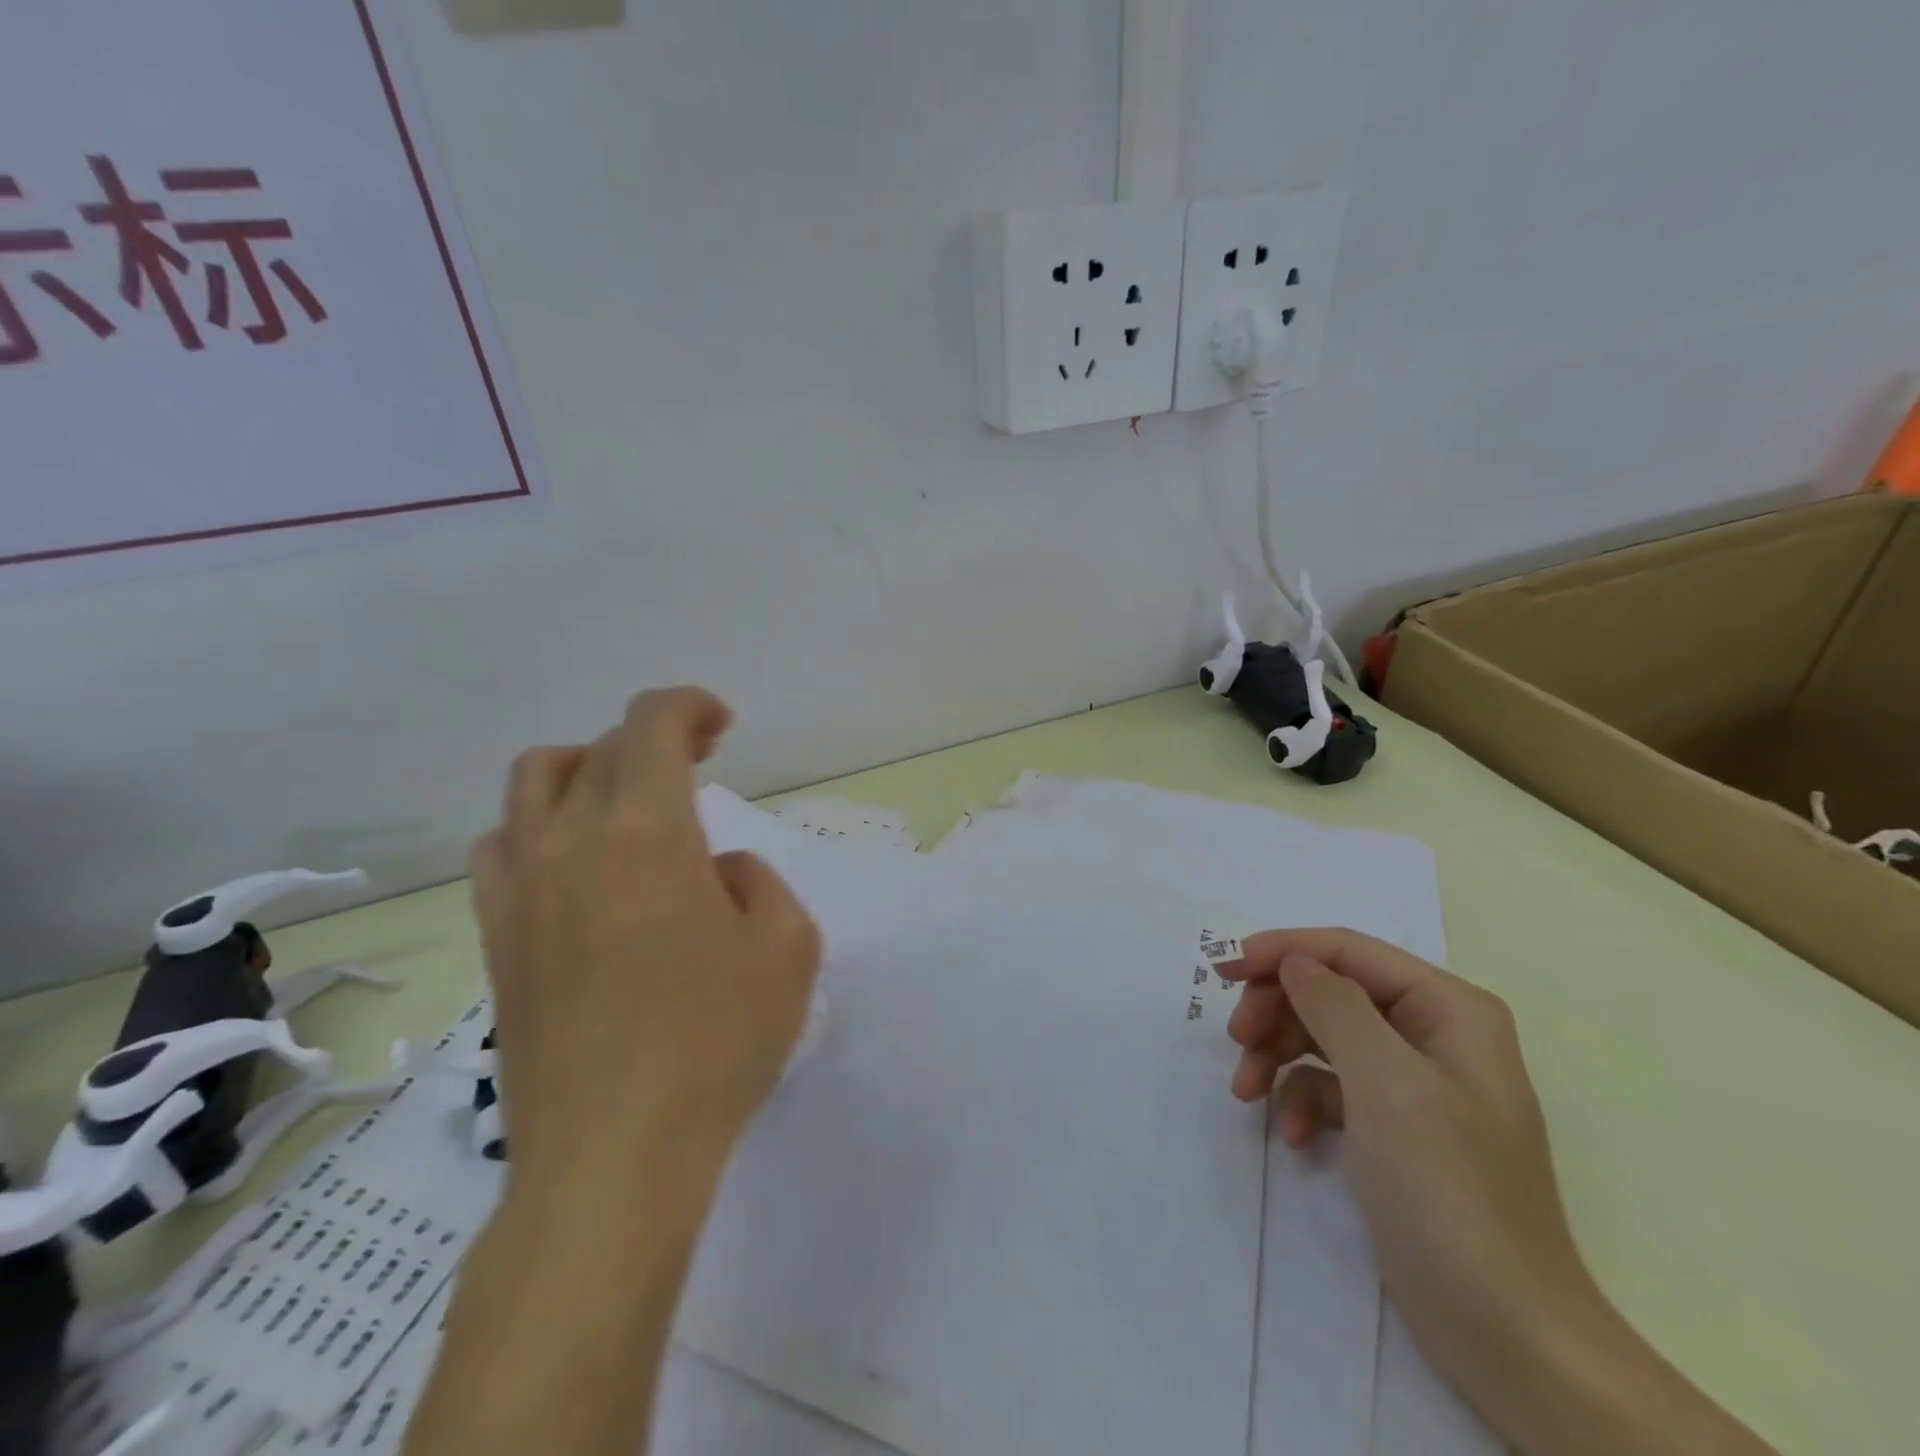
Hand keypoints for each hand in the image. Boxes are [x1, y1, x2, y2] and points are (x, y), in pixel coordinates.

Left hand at [468, 687, 821, 1203]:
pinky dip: (540, 829)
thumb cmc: (717, 1040)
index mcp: (645, 829)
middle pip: (596, 749)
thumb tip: (715, 874)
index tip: (722, 726)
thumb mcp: (788, 945)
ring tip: (627, 808)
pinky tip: (575, 869)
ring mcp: (519, 890)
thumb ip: (758, 882)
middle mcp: (568, 840)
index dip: (689, 706)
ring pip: (532, 785)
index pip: (651, 724)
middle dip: (652, 740)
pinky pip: (502, 848)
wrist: (614, 1156)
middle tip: (697, 766)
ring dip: (586, 772)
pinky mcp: (495, 940)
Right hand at [1222, 930, 1776, 1455]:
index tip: (1227, 970)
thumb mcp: (1386, 1083)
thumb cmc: (1448, 1189)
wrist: (1506, 1334)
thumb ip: (1333, 1004)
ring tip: (1246, 1091)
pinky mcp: (1392, 1128)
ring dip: (1277, 1056)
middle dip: (1277, 1010)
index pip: (1349, 951)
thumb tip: (1292, 960)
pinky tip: (1290, 1135)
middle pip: (1329, 991)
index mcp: (1448, 1009)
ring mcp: (1412, 1084)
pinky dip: (1300, 1100)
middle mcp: (1432, 1035)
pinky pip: (1329, 1087)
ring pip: (1321, 1036)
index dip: (1284, 951)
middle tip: (1236, 1038)